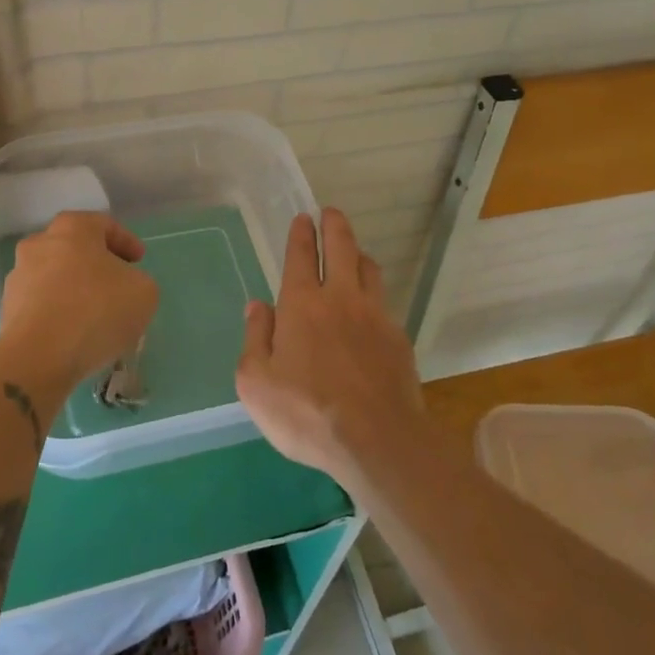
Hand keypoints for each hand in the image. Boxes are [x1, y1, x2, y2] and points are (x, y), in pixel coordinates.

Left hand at [0, 211, 159, 397]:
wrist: (38, 357)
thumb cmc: (96, 311)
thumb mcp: (143, 292)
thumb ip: (138, 281)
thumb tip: (124, 287)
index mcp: (72, 228)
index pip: (104, 224)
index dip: (126, 241)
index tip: (139, 260)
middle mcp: (40, 244)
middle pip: (75, 249)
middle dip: (97, 265)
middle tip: (118, 285)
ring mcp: (19, 276)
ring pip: (56, 277)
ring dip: (76, 290)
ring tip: (97, 316)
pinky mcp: (7, 309)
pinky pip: (42, 304)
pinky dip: (60, 313)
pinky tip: (76, 335)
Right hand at [237, 208, 425, 487]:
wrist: (377, 440)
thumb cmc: (306, 413)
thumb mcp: (256, 383)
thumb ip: (256, 338)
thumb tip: (257, 306)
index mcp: (302, 305)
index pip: (300, 256)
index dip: (301, 234)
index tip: (303, 218)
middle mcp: (340, 299)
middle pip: (341, 248)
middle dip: (334, 226)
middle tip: (330, 213)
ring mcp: (375, 316)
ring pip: (369, 269)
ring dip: (358, 254)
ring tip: (353, 252)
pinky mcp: (398, 338)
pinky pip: (384, 301)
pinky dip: (374, 291)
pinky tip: (370, 306)